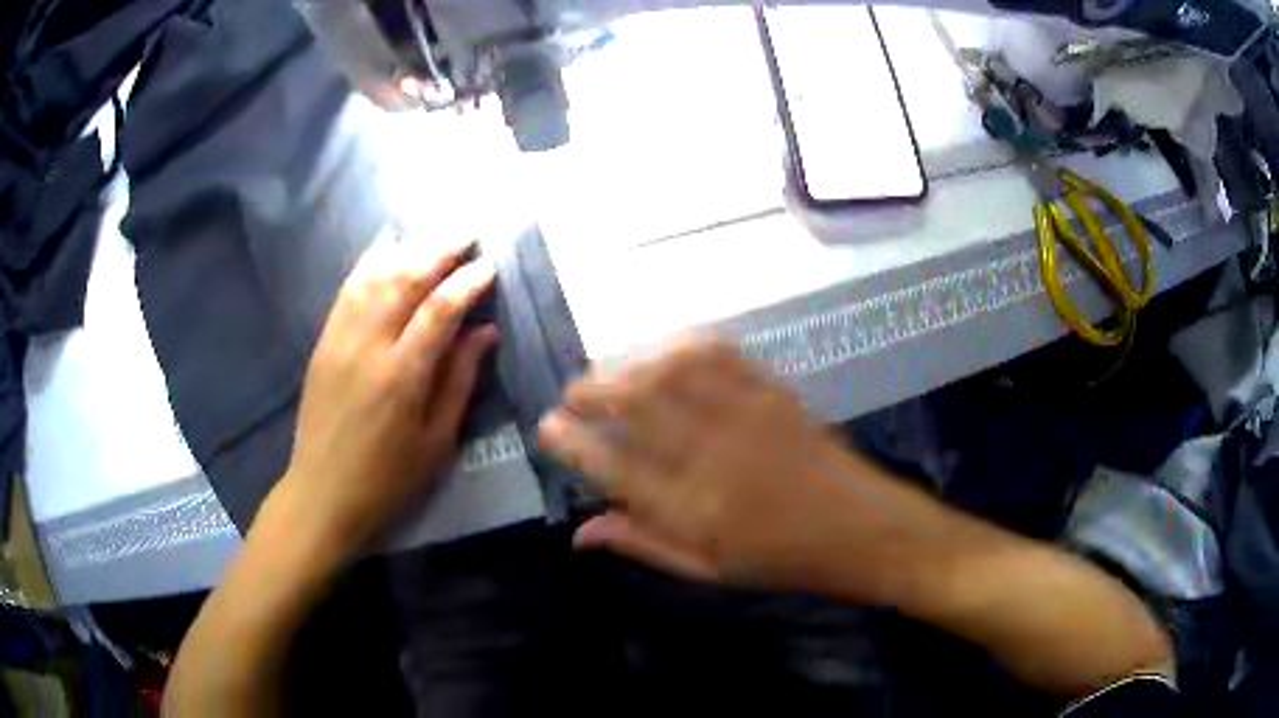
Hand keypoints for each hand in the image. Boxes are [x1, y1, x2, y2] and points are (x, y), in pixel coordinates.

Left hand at [281, 237, 496, 552]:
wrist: (321, 492)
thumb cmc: (388, 478)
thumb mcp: (436, 441)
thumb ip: (460, 381)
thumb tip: (485, 331)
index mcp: (402, 376)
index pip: (440, 310)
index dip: (468, 282)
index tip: (490, 265)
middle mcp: (368, 346)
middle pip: (406, 279)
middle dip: (440, 249)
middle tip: (468, 232)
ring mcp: (340, 339)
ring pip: (375, 276)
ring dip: (408, 247)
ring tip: (434, 233)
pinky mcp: (324, 341)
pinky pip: (347, 289)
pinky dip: (369, 261)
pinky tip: (385, 244)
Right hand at [539, 337, 933, 599]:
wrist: (862, 529)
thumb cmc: (784, 561)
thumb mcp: (708, 570)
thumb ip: (642, 544)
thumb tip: (579, 534)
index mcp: (693, 509)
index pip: (612, 467)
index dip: (570, 443)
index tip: (546, 428)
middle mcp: (712, 455)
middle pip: (635, 404)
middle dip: (590, 391)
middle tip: (570, 395)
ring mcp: (746, 415)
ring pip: (670, 370)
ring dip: (627, 363)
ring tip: (606, 372)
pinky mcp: (772, 392)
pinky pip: (719, 353)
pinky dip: (681, 345)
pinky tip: (663, 352)